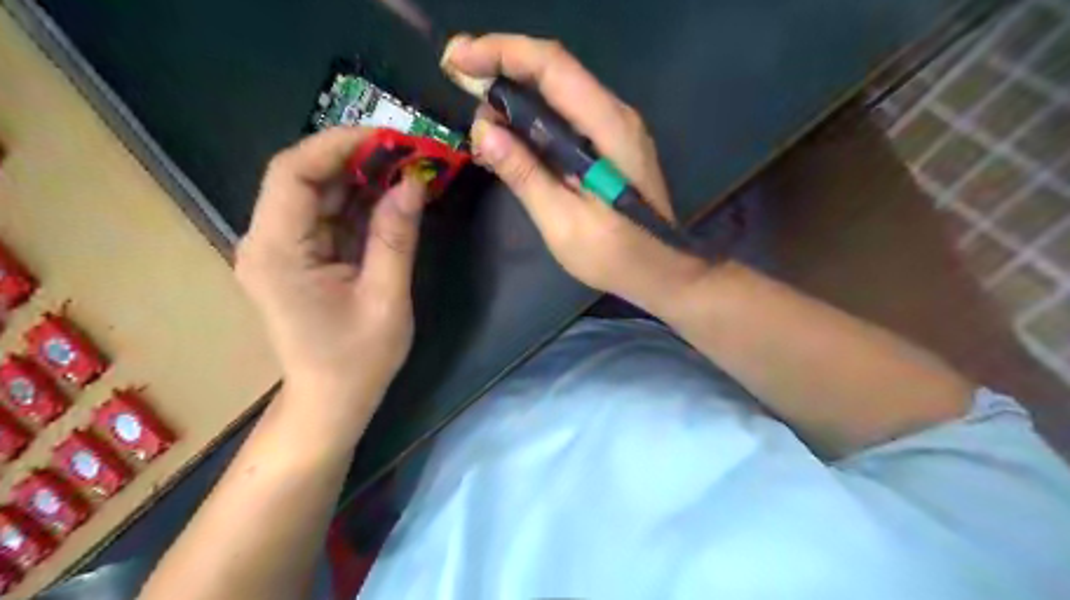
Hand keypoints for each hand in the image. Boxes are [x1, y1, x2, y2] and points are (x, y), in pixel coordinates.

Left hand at [237, 126, 426, 415]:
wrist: (331, 402)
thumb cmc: (357, 361)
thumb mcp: (386, 299)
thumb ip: (396, 237)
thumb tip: (414, 182)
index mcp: (277, 252)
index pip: (292, 173)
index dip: (339, 145)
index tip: (390, 137)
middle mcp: (267, 242)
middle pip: (303, 177)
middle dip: (357, 158)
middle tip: (409, 151)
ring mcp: (281, 249)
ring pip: (318, 193)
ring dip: (362, 178)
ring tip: (409, 168)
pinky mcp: (299, 257)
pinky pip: (328, 217)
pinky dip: (360, 203)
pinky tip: (393, 197)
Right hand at [439, 32, 713, 311]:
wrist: (660, 270)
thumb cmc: (616, 255)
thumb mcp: (564, 223)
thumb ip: (526, 175)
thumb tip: (484, 130)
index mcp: (608, 127)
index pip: (552, 66)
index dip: (501, 52)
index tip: (456, 60)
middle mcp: (614, 114)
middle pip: (553, 71)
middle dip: (501, 69)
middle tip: (458, 85)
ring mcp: (614, 127)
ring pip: (557, 92)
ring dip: (514, 96)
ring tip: (478, 119)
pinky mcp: (608, 143)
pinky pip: (565, 115)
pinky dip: (531, 118)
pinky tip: (508, 137)